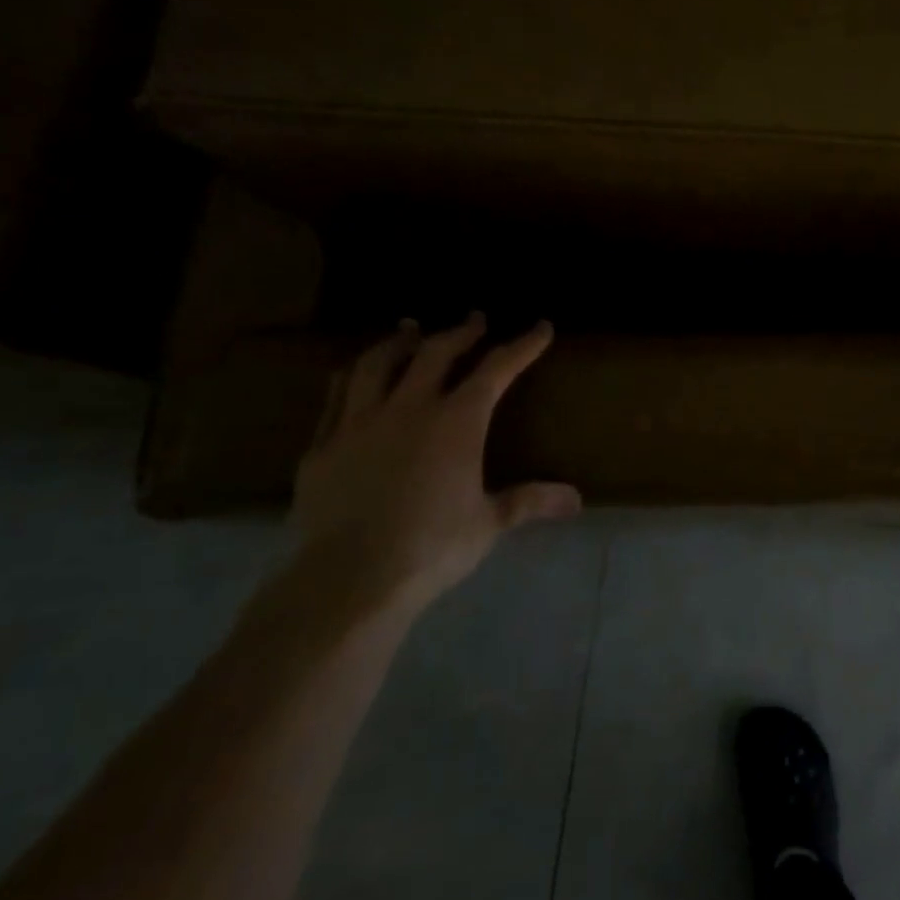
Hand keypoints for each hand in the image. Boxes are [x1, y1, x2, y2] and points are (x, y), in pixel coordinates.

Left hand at [292, 313, 580, 611]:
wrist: (347, 580)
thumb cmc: (430, 548)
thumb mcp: (488, 523)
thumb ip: (529, 501)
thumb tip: (577, 500)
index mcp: (456, 422)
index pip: (496, 369)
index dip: (521, 346)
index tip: (540, 328)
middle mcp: (409, 409)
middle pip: (435, 353)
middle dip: (461, 332)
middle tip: (475, 320)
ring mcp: (359, 423)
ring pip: (377, 364)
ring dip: (398, 342)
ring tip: (409, 329)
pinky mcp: (322, 446)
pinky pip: (336, 396)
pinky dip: (352, 376)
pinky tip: (356, 375)